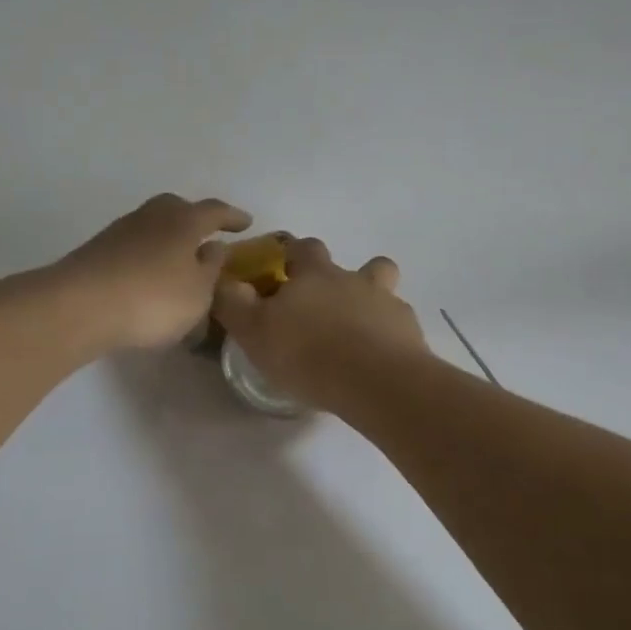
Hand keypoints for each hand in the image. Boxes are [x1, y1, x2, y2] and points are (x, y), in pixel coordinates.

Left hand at [57, 194, 252, 350]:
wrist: (80, 306)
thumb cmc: (153, 298)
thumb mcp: (197, 292)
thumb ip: (210, 269)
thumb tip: (214, 247)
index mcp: (184, 221)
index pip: (215, 211)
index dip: (232, 217)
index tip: (246, 224)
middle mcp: (152, 216)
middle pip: (177, 208)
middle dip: (194, 219)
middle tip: (207, 236)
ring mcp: (120, 231)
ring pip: (152, 226)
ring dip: (167, 239)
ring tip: (178, 262)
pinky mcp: (97, 251)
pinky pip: (133, 246)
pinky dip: (146, 256)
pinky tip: (148, 277)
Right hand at [214, 236, 429, 409]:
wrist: (375, 381)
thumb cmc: (307, 353)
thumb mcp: (253, 330)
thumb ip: (233, 301)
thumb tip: (221, 278)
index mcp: (315, 274)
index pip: (301, 248)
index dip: (291, 255)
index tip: (281, 272)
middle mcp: (353, 279)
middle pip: (351, 263)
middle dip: (337, 277)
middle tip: (319, 307)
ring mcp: (387, 303)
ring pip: (383, 286)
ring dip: (372, 299)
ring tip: (357, 329)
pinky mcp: (409, 332)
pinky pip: (398, 324)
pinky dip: (389, 334)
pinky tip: (377, 357)